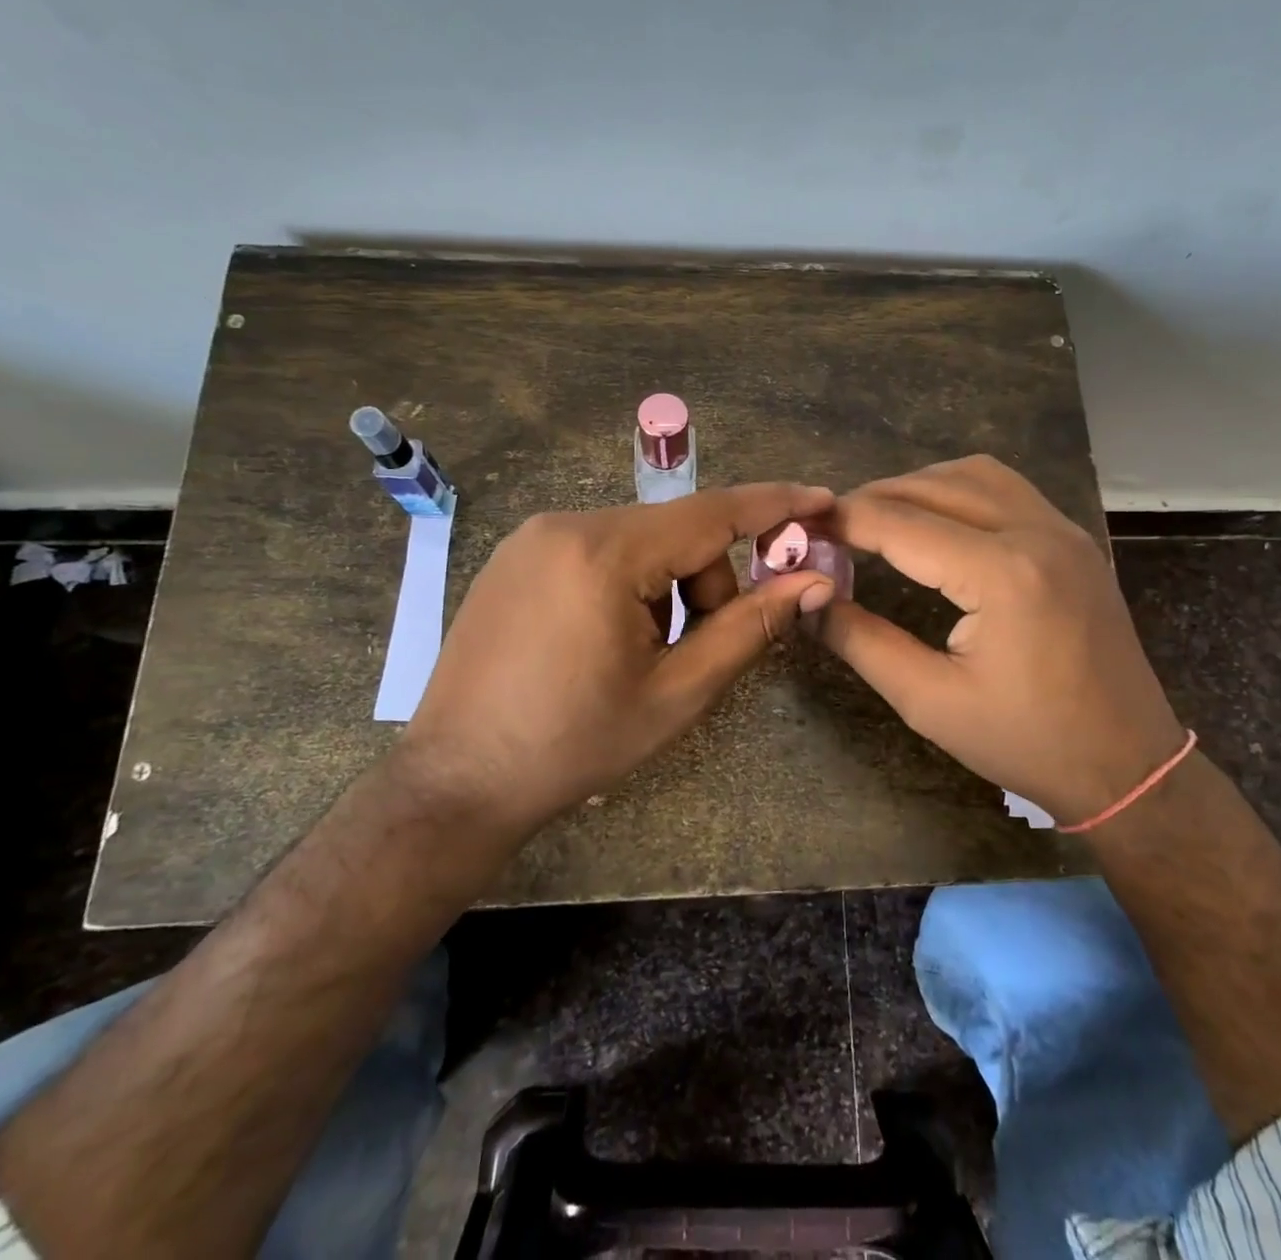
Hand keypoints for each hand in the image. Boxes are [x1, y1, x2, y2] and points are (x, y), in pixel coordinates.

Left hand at [395, 484, 837, 834]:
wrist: (458, 781)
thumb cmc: (575, 744)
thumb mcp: (678, 691)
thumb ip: (751, 626)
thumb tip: (814, 581)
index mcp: (605, 552)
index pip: (712, 513)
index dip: (775, 505)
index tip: (823, 498)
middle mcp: (564, 524)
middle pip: (675, 531)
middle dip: (707, 581)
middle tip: (698, 647)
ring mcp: (532, 537)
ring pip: (639, 541)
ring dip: (666, 587)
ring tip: (644, 654)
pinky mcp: (515, 556)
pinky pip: (599, 549)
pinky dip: (628, 583)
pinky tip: (606, 640)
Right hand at [814, 456, 1185, 822]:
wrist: (1128, 764)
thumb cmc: (1025, 742)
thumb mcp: (929, 702)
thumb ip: (861, 641)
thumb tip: (809, 599)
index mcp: (1001, 573)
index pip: (900, 523)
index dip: (842, 521)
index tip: (800, 528)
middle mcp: (1036, 532)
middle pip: (934, 485)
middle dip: (873, 499)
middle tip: (830, 528)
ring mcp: (1063, 530)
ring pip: (974, 474)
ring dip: (918, 486)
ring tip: (877, 519)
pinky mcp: (1074, 540)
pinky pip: (1007, 488)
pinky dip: (959, 490)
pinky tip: (935, 521)